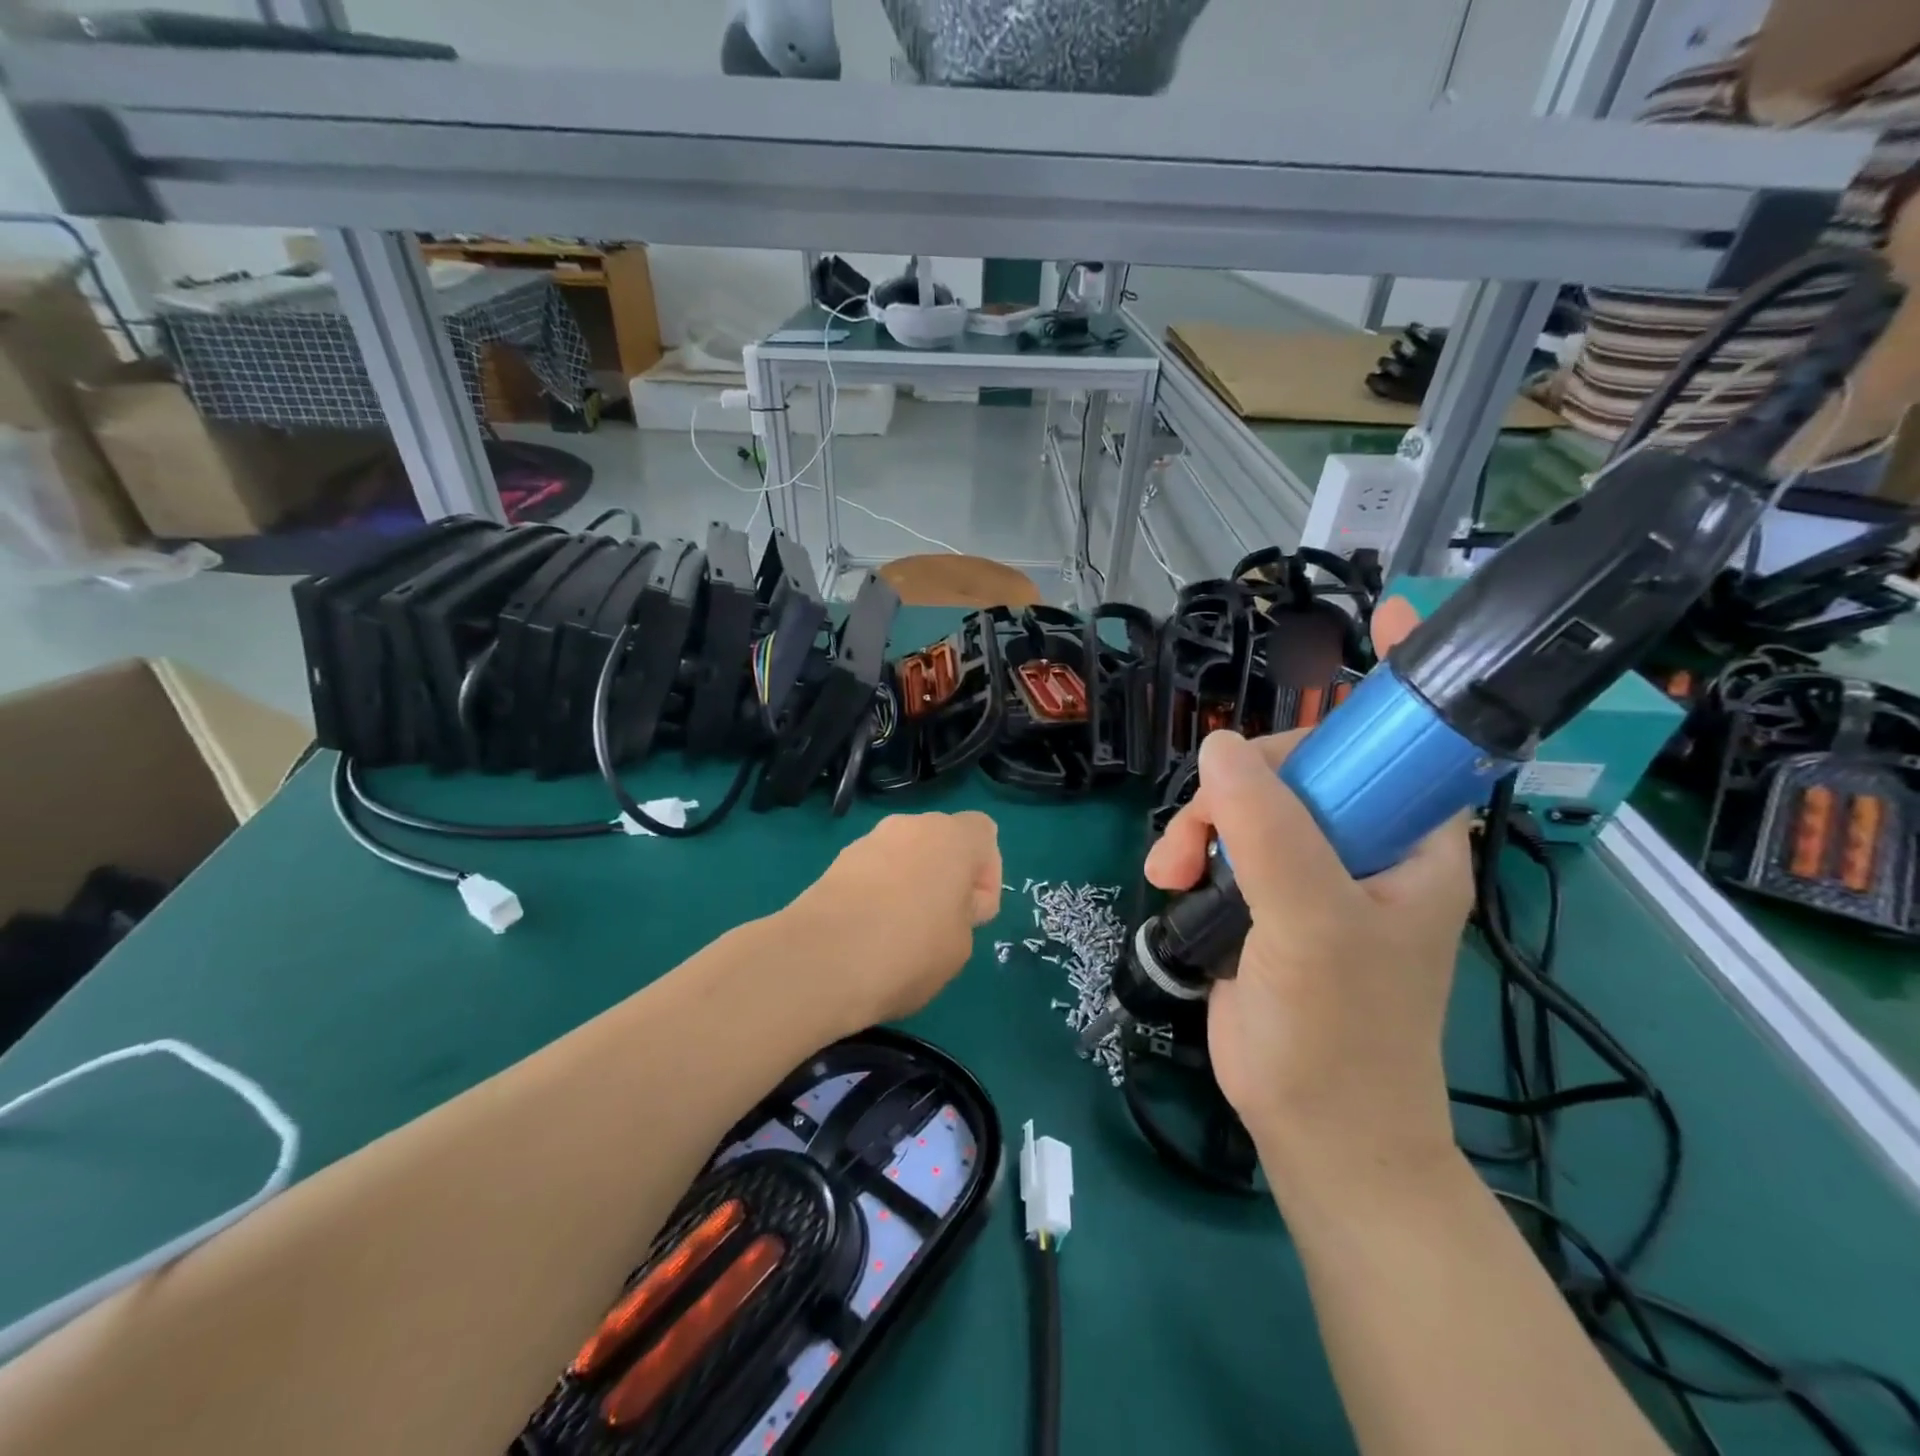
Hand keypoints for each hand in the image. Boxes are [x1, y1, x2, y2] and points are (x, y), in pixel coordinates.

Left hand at [792, 811, 1002, 1026]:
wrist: (822, 960)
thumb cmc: (910, 949)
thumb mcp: (962, 944)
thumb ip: (965, 913)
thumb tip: (948, 904)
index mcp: (952, 837)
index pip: (984, 833)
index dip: (987, 873)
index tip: (972, 912)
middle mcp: (910, 825)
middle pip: (941, 842)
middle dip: (946, 876)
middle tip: (940, 925)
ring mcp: (868, 841)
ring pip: (904, 856)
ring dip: (910, 884)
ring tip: (899, 934)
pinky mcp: (835, 863)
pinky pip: (873, 872)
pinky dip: (877, 894)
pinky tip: (868, 933)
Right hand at [1144, 731, 1472, 1189]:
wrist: (1313, 1133)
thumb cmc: (1337, 1032)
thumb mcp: (1311, 924)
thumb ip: (1268, 832)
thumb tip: (1216, 745)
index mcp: (1409, 842)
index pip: (1369, 752)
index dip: (1310, 745)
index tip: (1247, 772)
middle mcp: (1363, 848)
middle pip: (1289, 776)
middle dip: (1230, 798)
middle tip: (1191, 842)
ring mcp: (1311, 876)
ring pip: (1245, 808)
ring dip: (1198, 829)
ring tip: (1168, 874)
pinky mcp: (1266, 902)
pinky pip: (1223, 846)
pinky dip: (1190, 855)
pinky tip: (1170, 882)